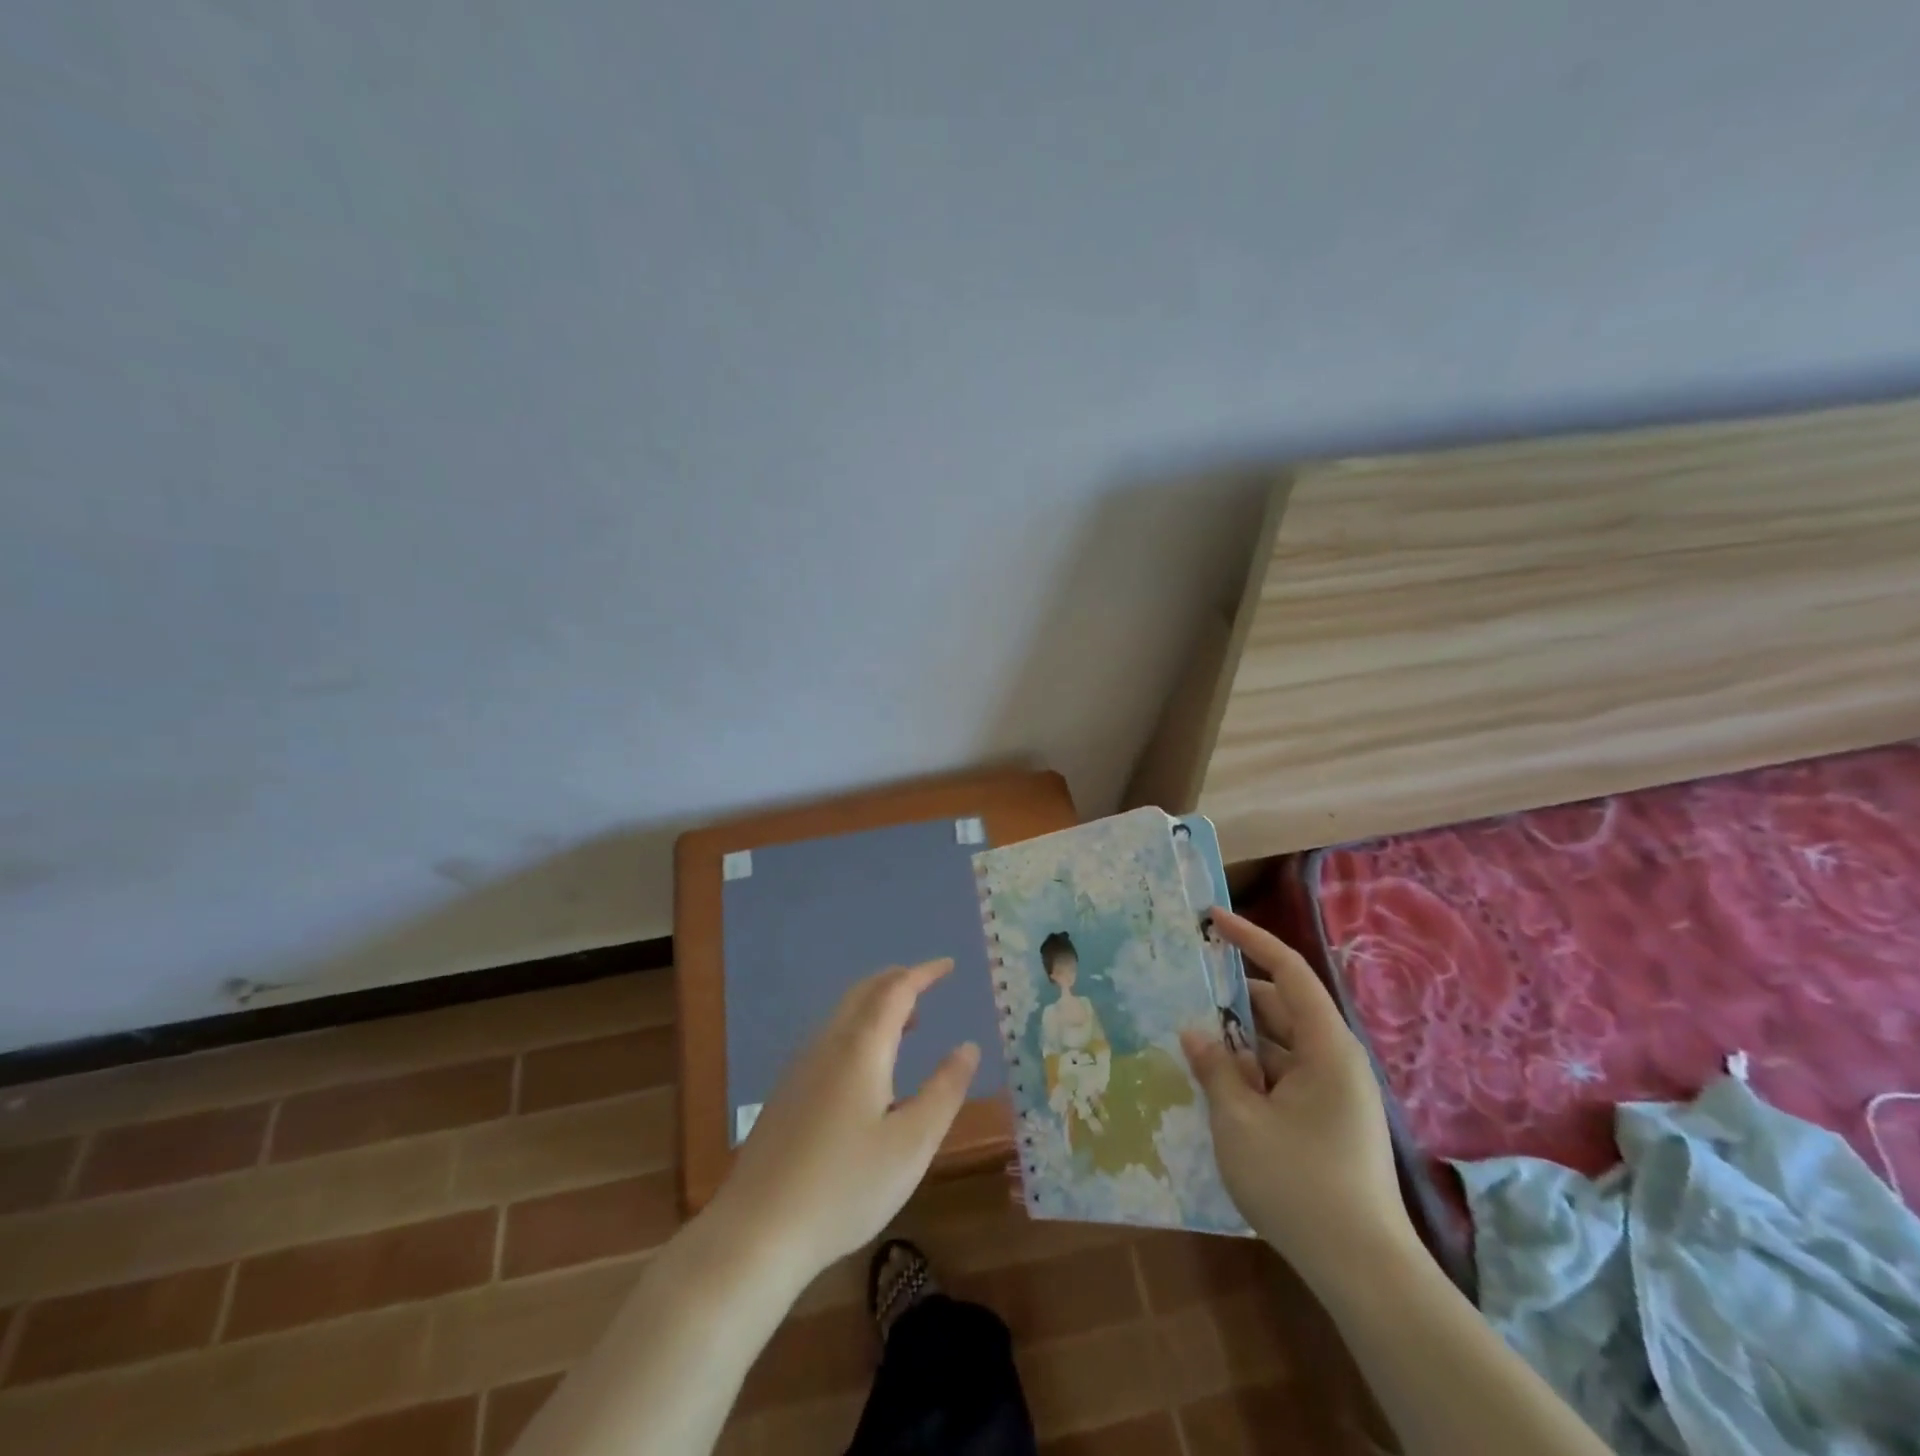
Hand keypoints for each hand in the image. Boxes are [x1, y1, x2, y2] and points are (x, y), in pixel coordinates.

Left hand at [709, 959, 979, 1284]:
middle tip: (929, 983)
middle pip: (865, 992)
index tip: (949, 965)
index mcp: (861, 1047)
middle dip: (899, 981)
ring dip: (878, 1004)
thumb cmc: (844, 1187)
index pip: (896, 990)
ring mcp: (801, 1066)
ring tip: (909, 1022)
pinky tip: (869, 1067)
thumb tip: (968, 1047)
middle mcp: (828, 1044)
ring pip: (844, 1014)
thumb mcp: (911, 1144)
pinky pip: (831, 1037)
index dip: (924, 973)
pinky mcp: (787, 1091)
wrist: (756, 1231)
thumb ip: (944, 1090)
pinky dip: (860, 1028)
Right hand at [1179, 909, 1417, 1285]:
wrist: (1363, 1272)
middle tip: (1184, 988)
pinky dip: (1251, 1071)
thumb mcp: (1240, 1121)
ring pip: (1279, 1045)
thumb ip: (1216, 1068)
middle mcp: (1336, 1060)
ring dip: (1238, 1039)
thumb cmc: (1300, 1184)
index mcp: (1326, 1047)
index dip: (1250, 938)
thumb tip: (1195, 1033)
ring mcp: (1334, 1092)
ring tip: (1190, 1037)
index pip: (1288, 972)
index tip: (1213, 918)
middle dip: (1232, 997)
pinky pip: (1284, 1076)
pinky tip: (1216, 1083)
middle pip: (1281, 1007)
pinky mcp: (1328, 1120)